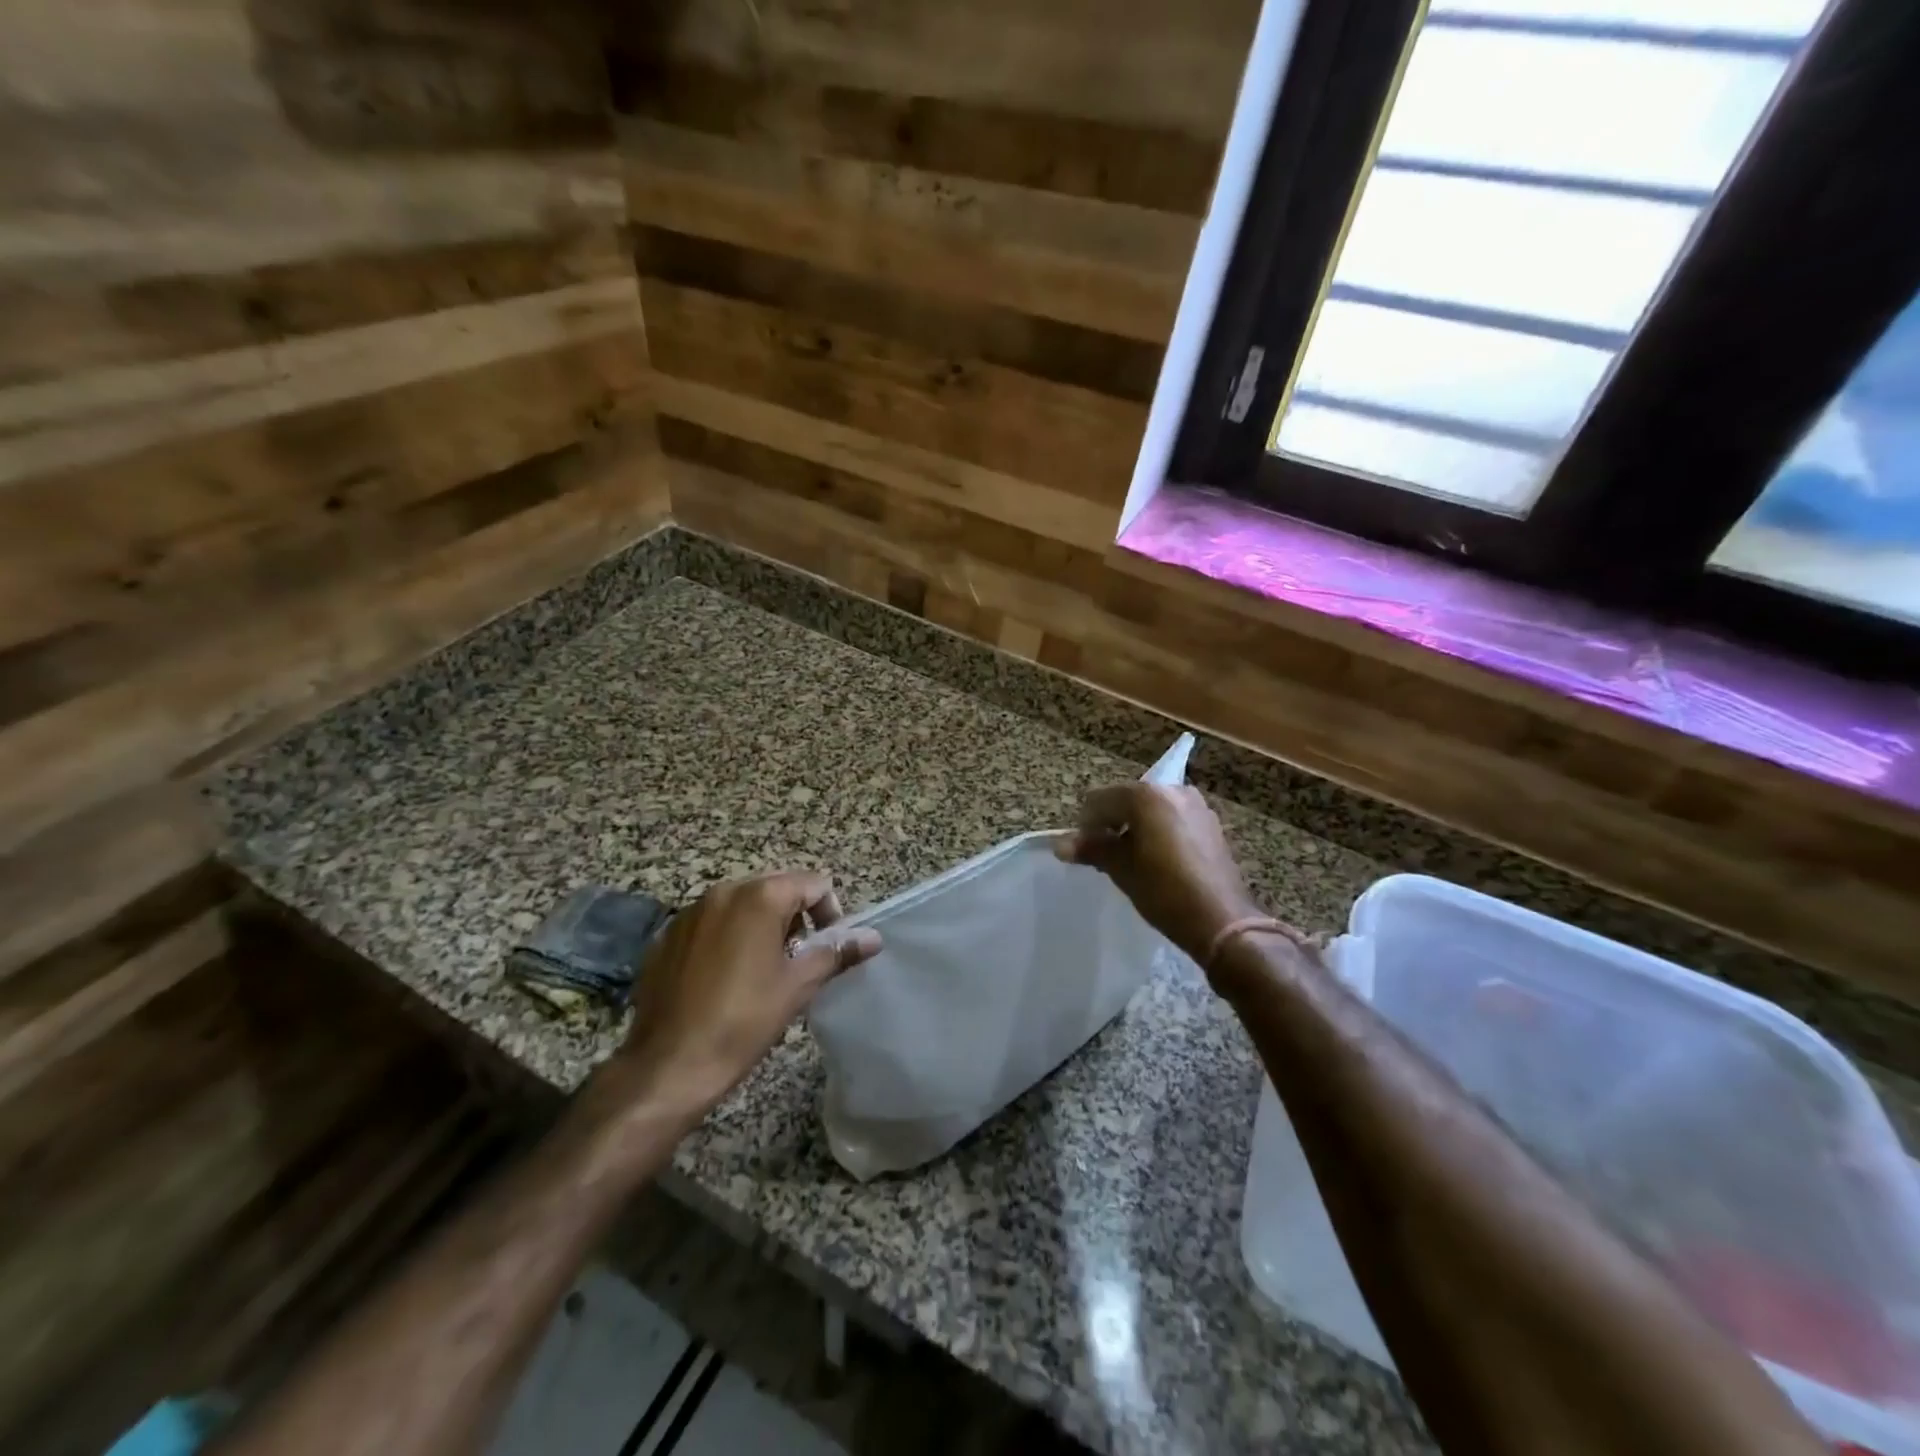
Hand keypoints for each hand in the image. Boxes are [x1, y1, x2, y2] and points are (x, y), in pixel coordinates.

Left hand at [606, 871, 881, 1116]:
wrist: (668, 1066)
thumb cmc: (742, 1022)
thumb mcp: (798, 986)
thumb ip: (836, 953)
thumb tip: (873, 938)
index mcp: (759, 897)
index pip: (813, 884)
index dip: (830, 913)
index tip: (828, 949)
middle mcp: (723, 892)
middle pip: (776, 889)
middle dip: (795, 918)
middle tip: (798, 961)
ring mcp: (690, 912)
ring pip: (741, 905)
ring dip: (761, 927)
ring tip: (763, 972)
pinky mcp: (667, 936)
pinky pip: (710, 924)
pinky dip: (727, 939)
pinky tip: (724, 980)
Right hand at [1055, 783, 1264, 969]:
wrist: (1221, 921)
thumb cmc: (1164, 891)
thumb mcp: (1121, 869)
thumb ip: (1091, 849)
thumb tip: (1060, 845)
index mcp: (1146, 796)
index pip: (1099, 800)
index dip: (1086, 826)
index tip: (1084, 852)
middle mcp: (1172, 790)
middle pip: (1126, 800)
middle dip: (1111, 823)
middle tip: (1106, 857)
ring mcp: (1195, 805)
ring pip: (1150, 809)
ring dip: (1135, 827)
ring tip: (1132, 860)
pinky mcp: (1210, 824)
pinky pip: (1172, 819)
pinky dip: (1158, 831)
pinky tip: (1158, 861)